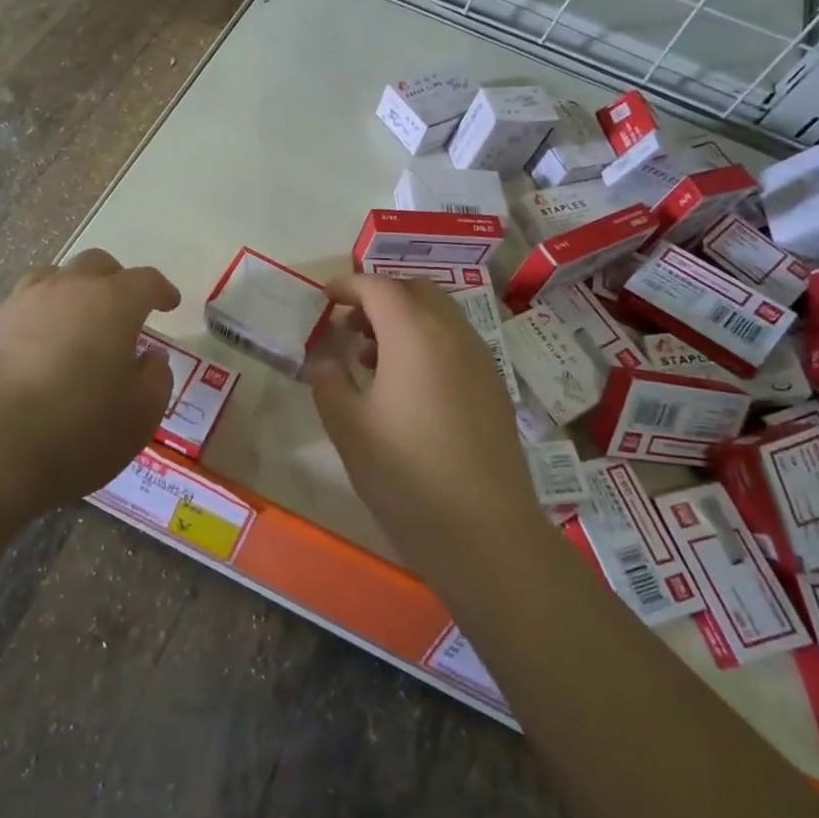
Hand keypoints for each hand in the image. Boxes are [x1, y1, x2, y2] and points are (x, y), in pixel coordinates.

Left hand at [0, 249, 180, 507]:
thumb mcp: (140, 417)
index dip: (161, 290)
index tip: (169, 304)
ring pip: (48, 279)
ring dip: (67, 294)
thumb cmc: (77, 434)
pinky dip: (29, 324)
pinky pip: (13, 313)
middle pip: (95, 264)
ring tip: (71, 325)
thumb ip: (155, 379)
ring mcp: (14, 305)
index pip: (146, 281)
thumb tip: (150, 357)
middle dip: (114, 281)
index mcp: (111, 304)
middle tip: (120, 309)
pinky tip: (26, 356)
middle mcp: (63, 290)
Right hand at [305, 275, 541, 576]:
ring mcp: (480, 359)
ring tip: (372, 359)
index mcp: (414, 334)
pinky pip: (456, 342)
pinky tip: (408, 386)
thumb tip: (324, 358)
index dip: (348, 286)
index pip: (378, 288)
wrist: (483, 531)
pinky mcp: (494, 386)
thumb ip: (328, 380)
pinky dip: (427, 341)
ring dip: (405, 320)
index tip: (325, 297)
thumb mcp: (348, 426)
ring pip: (440, 315)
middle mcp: (453, 334)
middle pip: (415, 291)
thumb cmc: (405, 474)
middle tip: (349, 327)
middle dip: (379, 298)